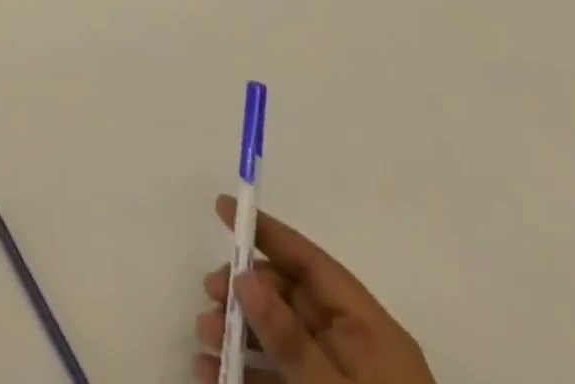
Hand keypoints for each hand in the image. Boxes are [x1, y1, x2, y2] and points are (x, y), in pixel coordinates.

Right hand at [195, 195, 435, 383]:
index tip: (224, 208)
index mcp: (370, 331)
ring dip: (239, 337)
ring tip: (204, 344)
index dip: (268, 233)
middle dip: (244, 294)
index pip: (312, 264)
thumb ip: (290, 339)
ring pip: (280, 343)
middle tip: (208, 297)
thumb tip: (244, 277)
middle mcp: (356, 351)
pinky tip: (213, 378)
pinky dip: (248, 376)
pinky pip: (281, 382)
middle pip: (291, 300)